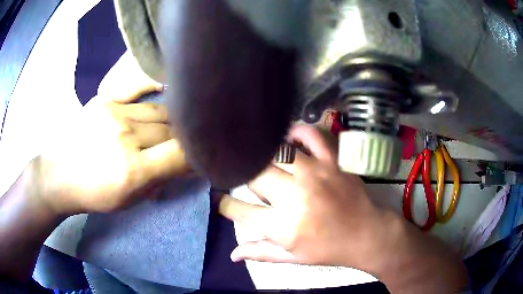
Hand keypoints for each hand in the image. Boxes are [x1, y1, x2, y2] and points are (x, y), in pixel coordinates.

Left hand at [37, 82, 188, 214]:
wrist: (59, 173)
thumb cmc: (94, 194)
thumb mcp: (129, 199)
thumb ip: (160, 180)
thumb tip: (187, 165)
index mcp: (132, 171)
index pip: (181, 154)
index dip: (197, 155)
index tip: (202, 157)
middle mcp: (126, 136)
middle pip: (171, 131)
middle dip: (183, 141)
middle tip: (185, 146)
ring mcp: (114, 113)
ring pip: (159, 112)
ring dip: (169, 123)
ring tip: (170, 128)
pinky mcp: (105, 100)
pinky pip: (139, 90)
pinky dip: (155, 92)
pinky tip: (164, 89)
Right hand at [219, 124, 387, 267]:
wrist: (367, 235)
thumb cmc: (328, 250)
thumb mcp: (293, 258)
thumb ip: (260, 253)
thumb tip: (232, 255)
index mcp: (282, 226)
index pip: (238, 211)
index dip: (225, 205)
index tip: (223, 201)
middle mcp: (294, 197)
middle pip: (253, 176)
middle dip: (244, 177)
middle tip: (248, 181)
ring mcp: (315, 174)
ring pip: (276, 153)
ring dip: (264, 155)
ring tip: (261, 159)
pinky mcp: (332, 161)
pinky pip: (311, 135)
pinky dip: (297, 131)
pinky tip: (287, 137)